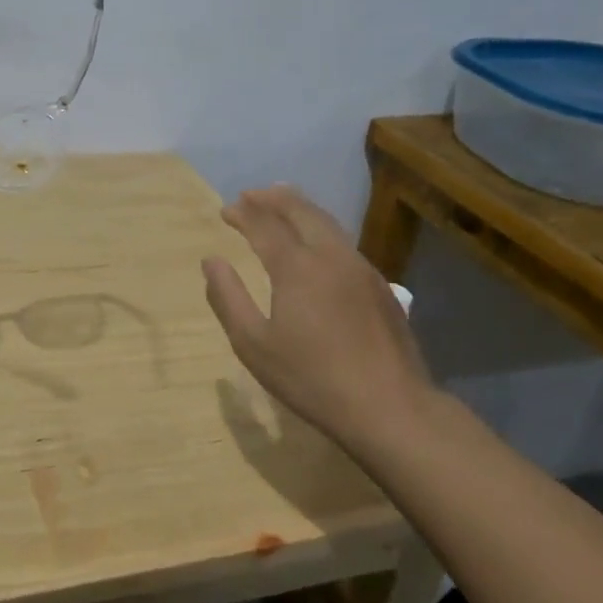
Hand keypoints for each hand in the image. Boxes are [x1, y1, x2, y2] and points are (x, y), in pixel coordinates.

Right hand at [201, 185, 436, 457]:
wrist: (390, 407)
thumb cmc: (312, 378)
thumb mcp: (254, 345)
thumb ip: (228, 298)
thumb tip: (212, 261)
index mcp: (296, 267)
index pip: (264, 225)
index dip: (243, 213)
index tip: (225, 211)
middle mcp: (330, 256)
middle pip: (300, 211)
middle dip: (273, 198)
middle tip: (251, 195)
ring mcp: (360, 268)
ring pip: (327, 222)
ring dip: (299, 207)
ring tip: (281, 202)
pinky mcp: (379, 285)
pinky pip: (343, 241)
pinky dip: (321, 227)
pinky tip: (316, 241)